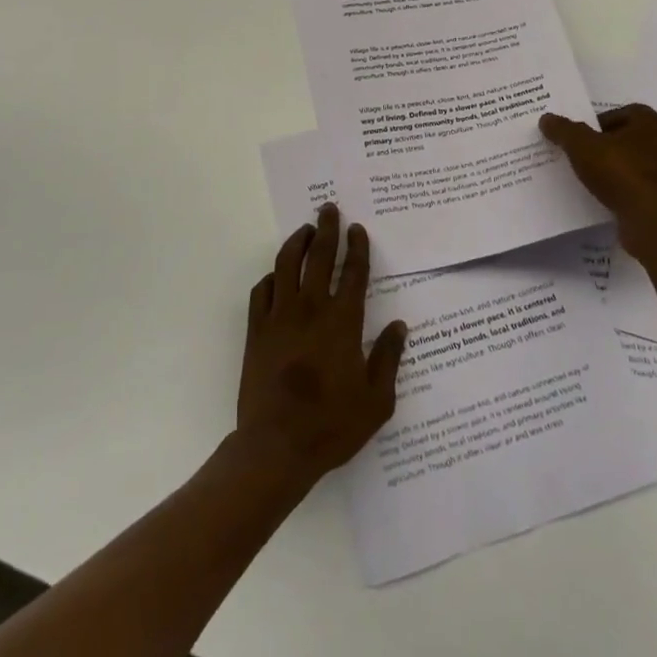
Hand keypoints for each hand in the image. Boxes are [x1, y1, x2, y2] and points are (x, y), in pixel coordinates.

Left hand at [236, 205, 407, 491]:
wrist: (276, 447)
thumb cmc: (331, 426)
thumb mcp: (376, 401)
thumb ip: (388, 359)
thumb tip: (399, 326)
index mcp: (343, 322)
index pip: (354, 273)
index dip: (357, 248)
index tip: (357, 228)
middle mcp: (311, 309)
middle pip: (319, 257)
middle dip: (326, 229)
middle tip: (328, 209)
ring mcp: (280, 317)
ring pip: (286, 265)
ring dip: (296, 242)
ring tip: (304, 229)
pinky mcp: (256, 331)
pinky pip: (261, 291)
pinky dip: (270, 278)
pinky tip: (276, 276)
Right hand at [540, 105, 656, 263]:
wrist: (653, 219)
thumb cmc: (619, 172)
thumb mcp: (581, 146)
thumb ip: (564, 130)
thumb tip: (547, 118)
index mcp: (652, 123)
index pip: (626, 112)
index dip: (603, 122)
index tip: (585, 137)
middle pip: (636, 138)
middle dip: (615, 145)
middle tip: (590, 157)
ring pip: (646, 165)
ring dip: (627, 169)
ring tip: (601, 181)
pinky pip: (651, 190)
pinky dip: (636, 192)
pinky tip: (616, 200)